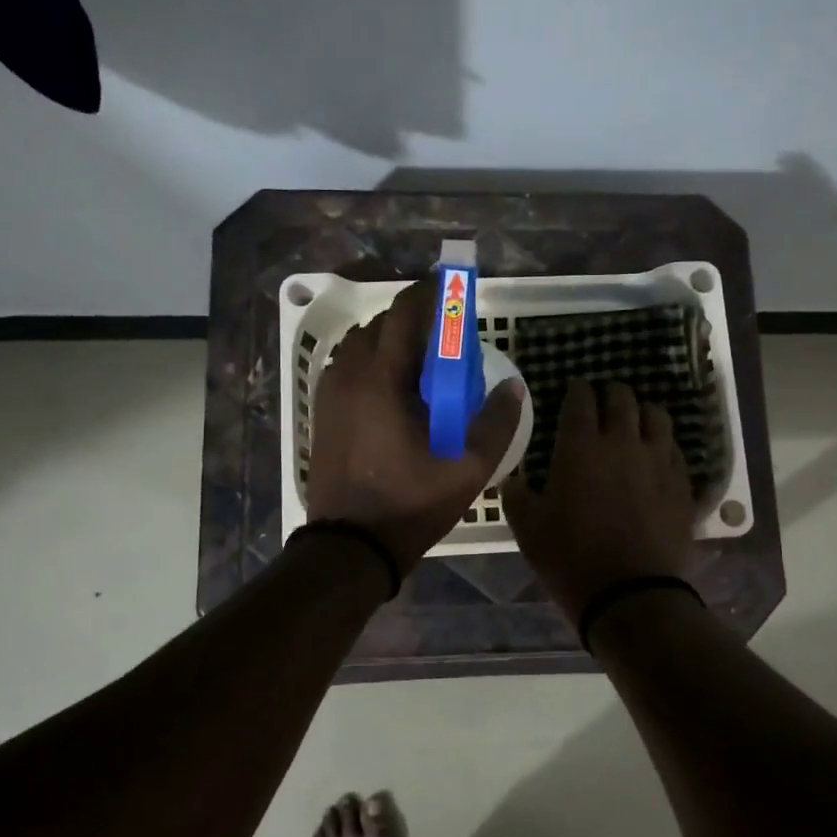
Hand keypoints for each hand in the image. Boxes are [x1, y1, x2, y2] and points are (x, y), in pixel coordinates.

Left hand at [306, 278, 524, 573]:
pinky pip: (347, 367)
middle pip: (380, 324)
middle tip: (445, 338)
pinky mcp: (323, 412)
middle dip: (413, 320)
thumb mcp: (469, 468)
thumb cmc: (411, 503)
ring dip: (390, 341)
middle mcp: (350, 375)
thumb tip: (513, 386)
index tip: (453, 291)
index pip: (404, 313)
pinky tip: (393, 391)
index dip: (430, 295)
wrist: (350, 545)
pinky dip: (371, 363)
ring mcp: (331, 394)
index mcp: (383, 379)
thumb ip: (497, 422)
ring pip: (359, 345)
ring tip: (420, 364)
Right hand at [503, 378, 694, 623]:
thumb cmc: (570, 558)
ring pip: (656, 417)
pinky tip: (656, 457)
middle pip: (622, 397)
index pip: (580, 399)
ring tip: (634, 423)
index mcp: (581, 446)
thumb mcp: (528, 529)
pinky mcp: (682, 484)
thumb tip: (514, 481)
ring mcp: (658, 461)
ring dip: (642, 413)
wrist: (630, 594)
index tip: (573, 390)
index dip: (576, 390)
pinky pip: (675, 450)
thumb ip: (518, 496)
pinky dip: (663, 445)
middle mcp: (623, 442)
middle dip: (610, 393)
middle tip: (602, 402)